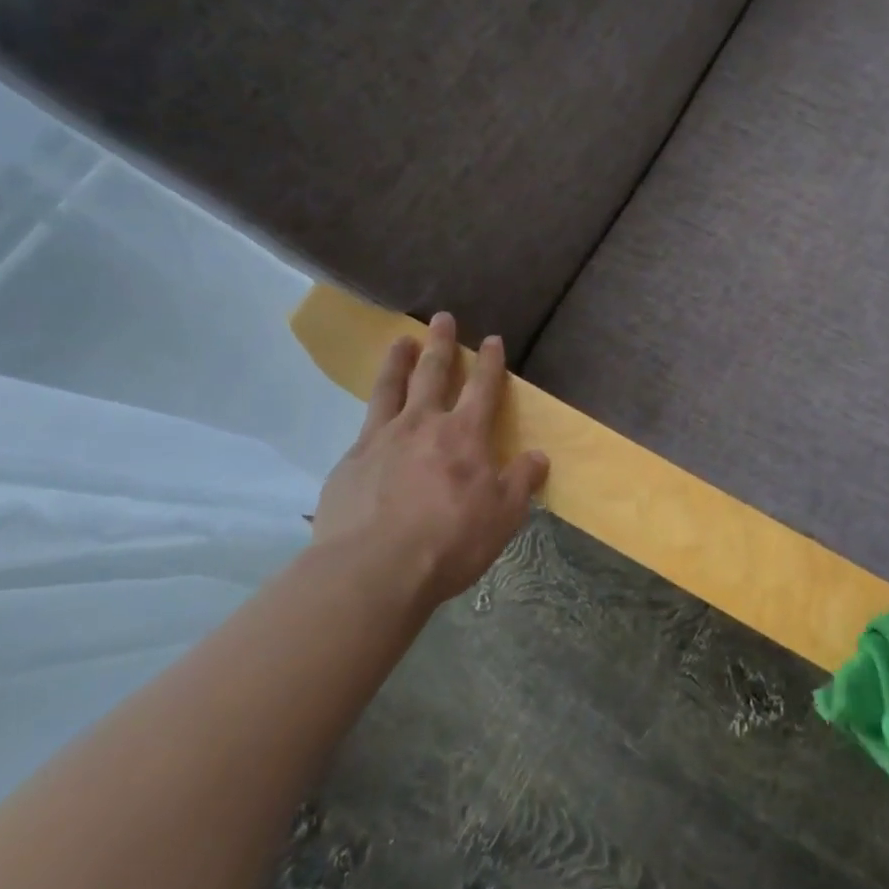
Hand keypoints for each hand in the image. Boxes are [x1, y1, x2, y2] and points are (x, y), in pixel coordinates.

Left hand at [313, 312, 548, 608]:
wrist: (371, 570)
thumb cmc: (449, 541)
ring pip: (391, 388)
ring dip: (399, 361)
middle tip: (442, 318)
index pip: (483, 387)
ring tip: (401, 341)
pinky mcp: (350, 463)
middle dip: (442, 344)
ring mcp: (381, 440)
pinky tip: (372, 416)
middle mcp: (423, 424)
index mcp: (465, 434)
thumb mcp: (503, 516)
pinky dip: (373, 410)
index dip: (490, 361)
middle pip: (433, 373)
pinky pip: (364, 426)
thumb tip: (538, 456)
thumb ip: (521, 481)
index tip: (492, 339)